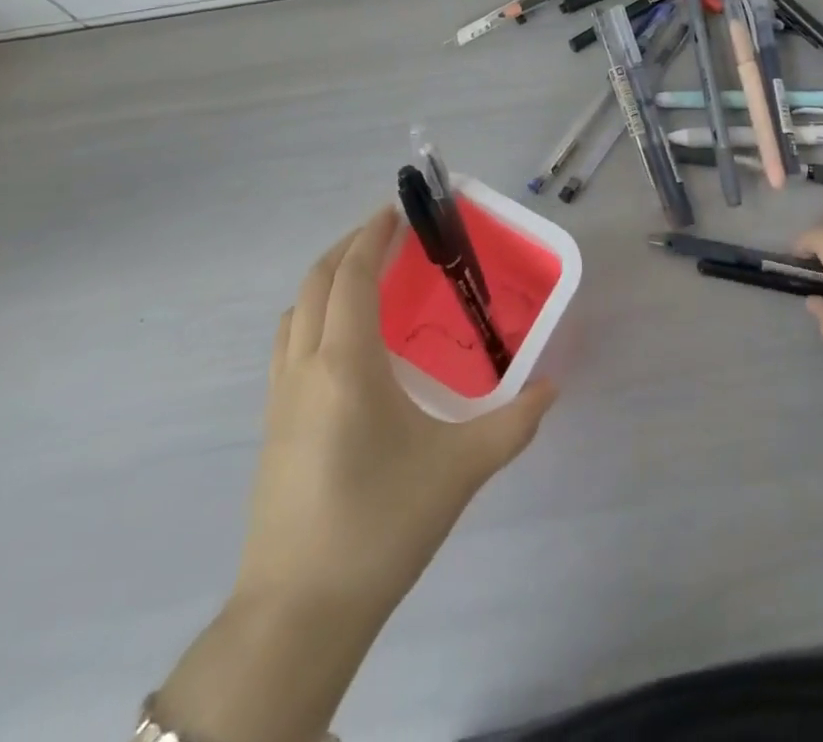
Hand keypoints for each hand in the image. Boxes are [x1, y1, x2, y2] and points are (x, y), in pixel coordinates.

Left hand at [235, 207, 556, 612]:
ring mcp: (278, 397)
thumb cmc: (381, 525)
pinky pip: (287, 344)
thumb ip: (514, 424)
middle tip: (388, 233)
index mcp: (346, 363)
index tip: (397, 210)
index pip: (354, 275)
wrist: (298, 614)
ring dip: (325, 279)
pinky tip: (343, 343)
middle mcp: (305, 366)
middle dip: (350, 246)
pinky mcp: (271, 426)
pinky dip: (312, 315)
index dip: (373, 235)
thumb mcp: (460, 470)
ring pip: (294, 311)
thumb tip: (552, 388)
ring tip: (365, 277)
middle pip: (316, 282)